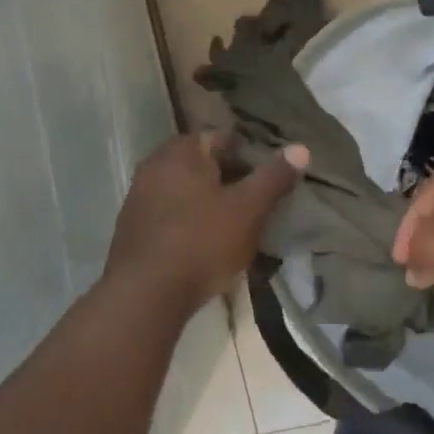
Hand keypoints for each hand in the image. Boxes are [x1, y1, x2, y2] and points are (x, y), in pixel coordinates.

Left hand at [103, 132, 306, 310]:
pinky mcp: (132, 228)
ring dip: (209, 202)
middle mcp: (155, 165)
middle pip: (203, 164)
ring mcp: (139, 196)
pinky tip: (205, 245)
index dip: (250, 155)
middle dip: (230, 180)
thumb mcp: (248, 210)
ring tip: (236, 226)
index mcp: (181, 151)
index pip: (223, 138)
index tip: (270, 178)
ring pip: (186, 190)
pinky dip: (189, 222)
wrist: (144, 296)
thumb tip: (301, 148)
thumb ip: (273, 177)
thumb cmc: (201, 243)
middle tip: (257, 203)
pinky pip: (170, 214)